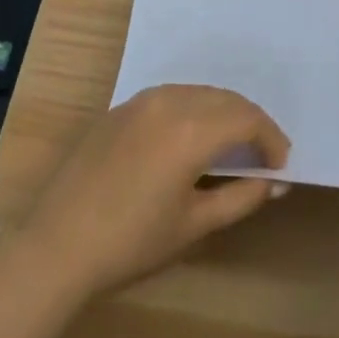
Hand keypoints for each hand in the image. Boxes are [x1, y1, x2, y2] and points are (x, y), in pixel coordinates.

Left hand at [16, 84, 290, 298]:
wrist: (57, 244)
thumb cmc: (132, 242)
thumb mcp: (194, 225)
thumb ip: (240, 197)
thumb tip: (275, 182)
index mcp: (191, 129)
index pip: (247, 119)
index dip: (271, 139)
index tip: (281, 165)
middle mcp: (170, 101)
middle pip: (225, 99)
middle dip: (250, 122)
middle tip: (262, 155)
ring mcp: (141, 100)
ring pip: (198, 93)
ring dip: (222, 112)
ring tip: (231, 145)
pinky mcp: (121, 108)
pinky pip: (171, 96)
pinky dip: (193, 109)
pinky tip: (191, 138)